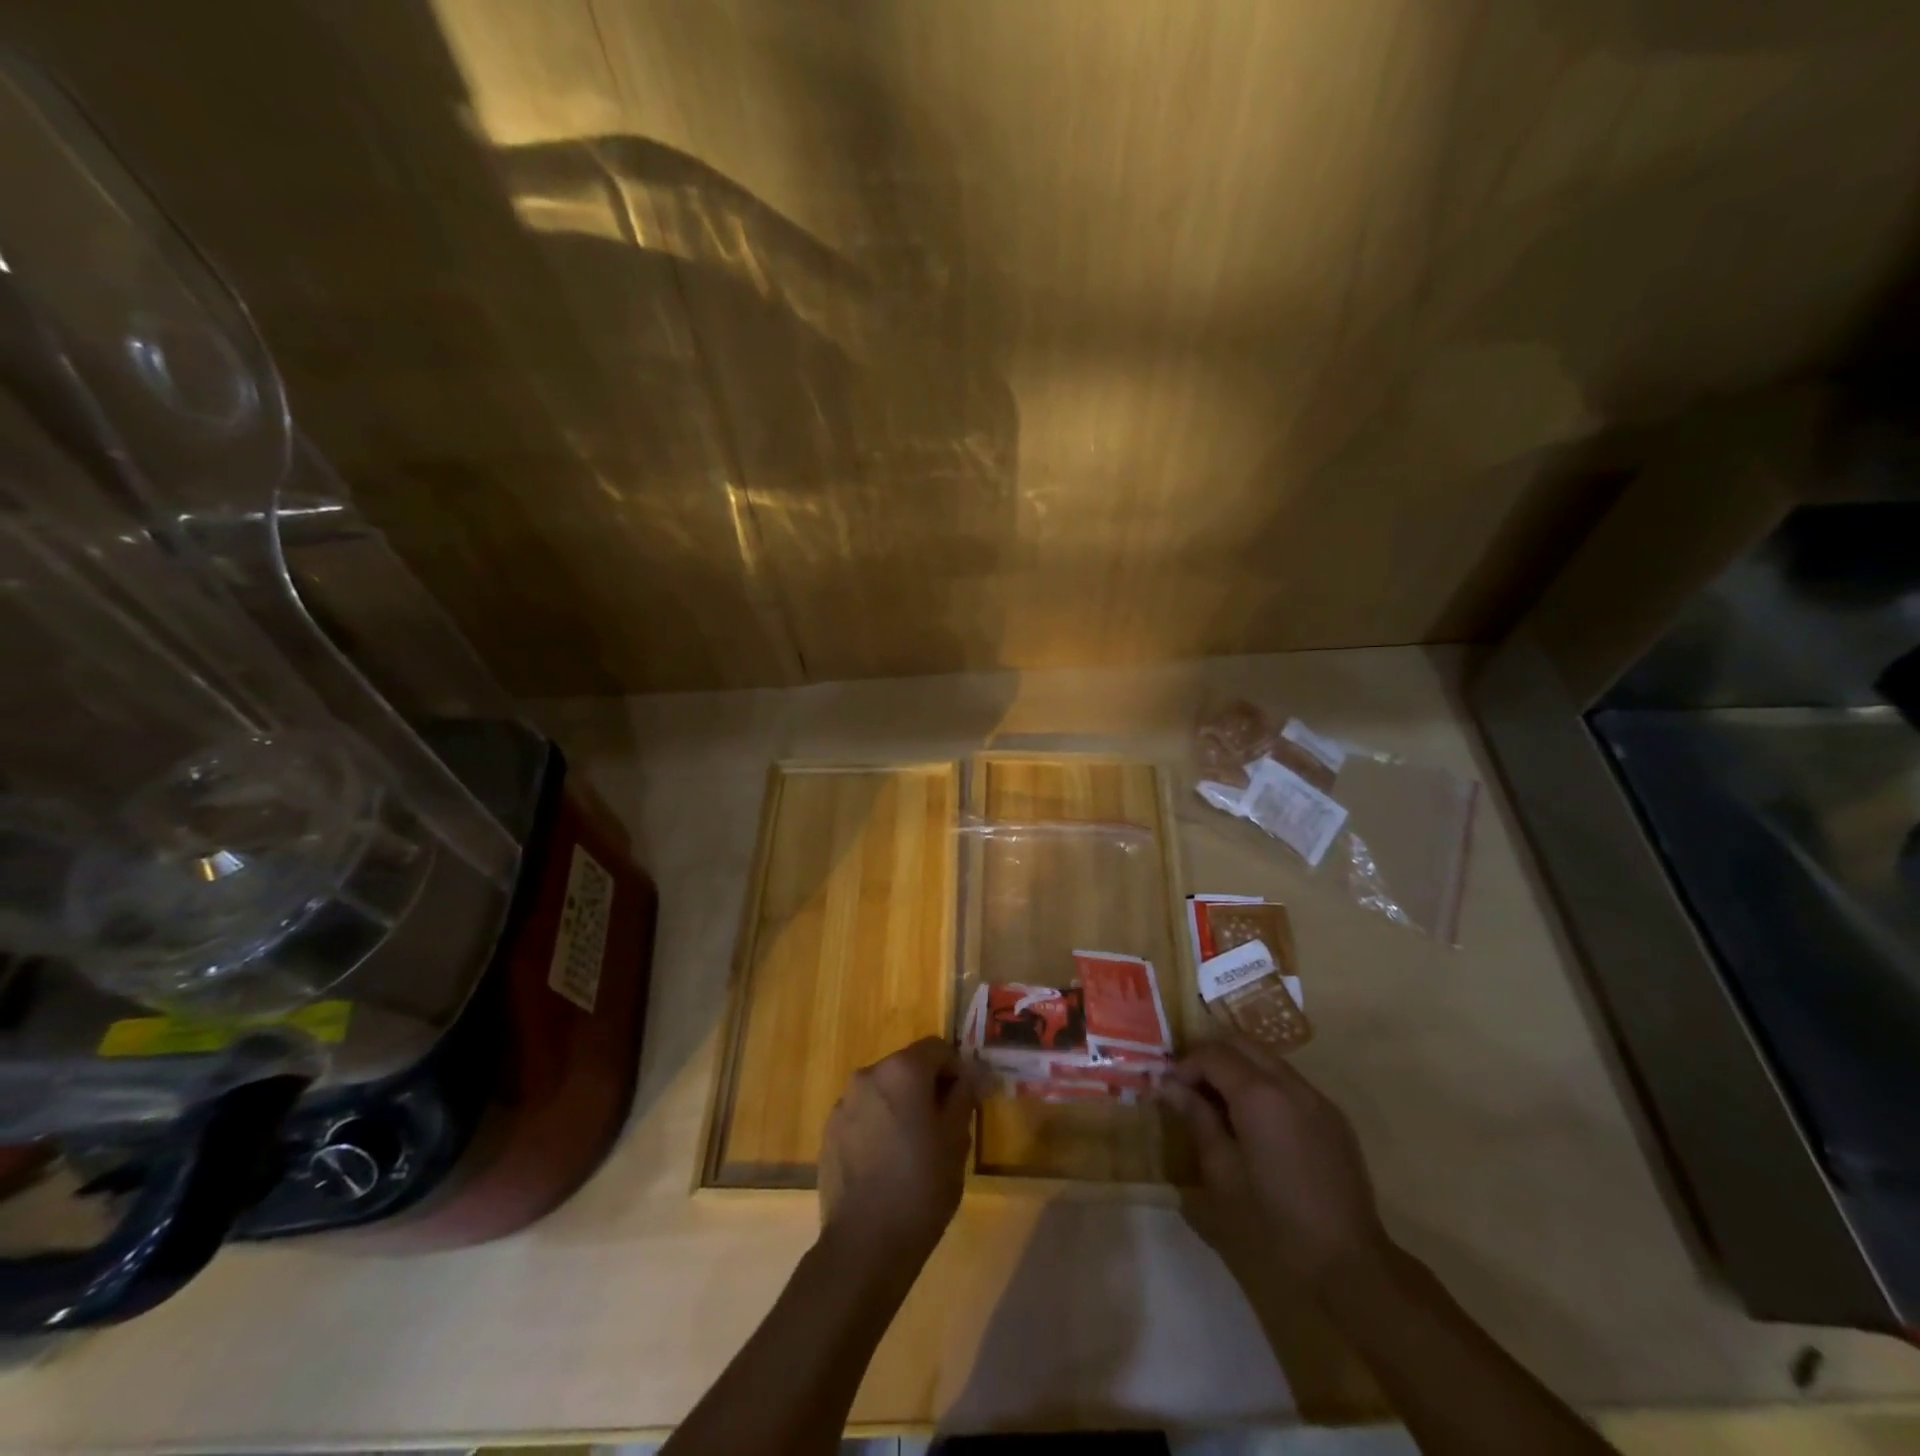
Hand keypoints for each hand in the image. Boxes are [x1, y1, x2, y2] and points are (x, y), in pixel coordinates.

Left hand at [818, 1037, 975, 1271]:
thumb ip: (963, 1097)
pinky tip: (886, 1164)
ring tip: (912, 1149)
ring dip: (900, 1106)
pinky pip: (862, 1116)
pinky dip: (877, 1127)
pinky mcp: (828, 1132)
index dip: (956, 1069)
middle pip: (907, 1067)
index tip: (966, 1101)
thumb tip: (968, 1076)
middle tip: (943, 1127)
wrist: (864, 1245)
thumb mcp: (956, 1141)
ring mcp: (843, 1104)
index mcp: (902, 1070)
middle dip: (926, 1088)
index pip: (937, 1048)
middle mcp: (868, 1075)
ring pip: (883, 1092)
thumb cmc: (920, 1187)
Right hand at [1166, 1037, 1388, 1292]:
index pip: (1212, 1054)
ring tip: (1220, 1106)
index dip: (1185, 1065)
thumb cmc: (1274, 1224)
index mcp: (1259, 1095)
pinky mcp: (1334, 1117)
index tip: (1170, 1090)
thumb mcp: (1222, 1174)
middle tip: (1190, 1089)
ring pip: (1267, 1059)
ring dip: (1238, 1069)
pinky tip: (1256, 1124)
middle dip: (1210, 1057)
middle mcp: (1290, 1083)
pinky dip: (1264, 1086)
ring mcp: (1317, 1098)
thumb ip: (1197, 1120)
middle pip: (1241, 1043)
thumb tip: (1169, 1086)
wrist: (1351, 1266)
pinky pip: (1290, 1082)